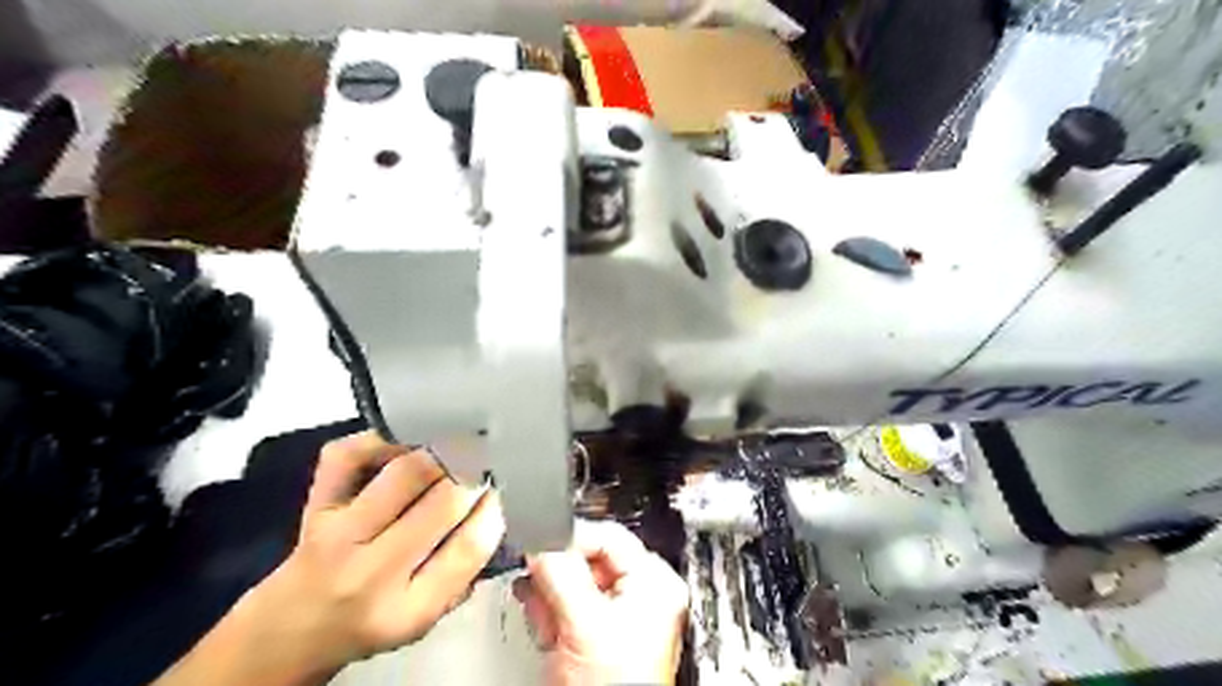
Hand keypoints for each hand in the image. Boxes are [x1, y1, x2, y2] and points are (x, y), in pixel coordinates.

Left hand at [153, 431, 507, 683]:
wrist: (292, 627)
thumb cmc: (371, 620)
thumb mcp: (426, 617)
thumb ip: (463, 571)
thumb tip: (496, 508)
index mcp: (407, 610)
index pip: (469, 547)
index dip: (494, 509)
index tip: (502, 490)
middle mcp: (369, 573)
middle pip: (443, 502)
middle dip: (473, 474)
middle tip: (485, 460)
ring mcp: (336, 535)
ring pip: (405, 472)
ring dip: (441, 452)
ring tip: (456, 444)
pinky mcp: (315, 505)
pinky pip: (352, 454)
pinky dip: (384, 437)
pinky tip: (408, 439)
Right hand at [512, 520, 685, 685]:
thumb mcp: (585, 623)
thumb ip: (562, 573)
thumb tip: (539, 542)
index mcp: (654, 581)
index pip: (607, 535)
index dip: (570, 539)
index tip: (540, 545)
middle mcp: (640, 593)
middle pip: (587, 558)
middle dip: (558, 576)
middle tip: (542, 588)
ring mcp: (617, 615)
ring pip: (571, 581)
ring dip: (550, 597)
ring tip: (547, 619)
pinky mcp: (596, 633)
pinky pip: (566, 605)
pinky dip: (550, 613)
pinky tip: (547, 628)